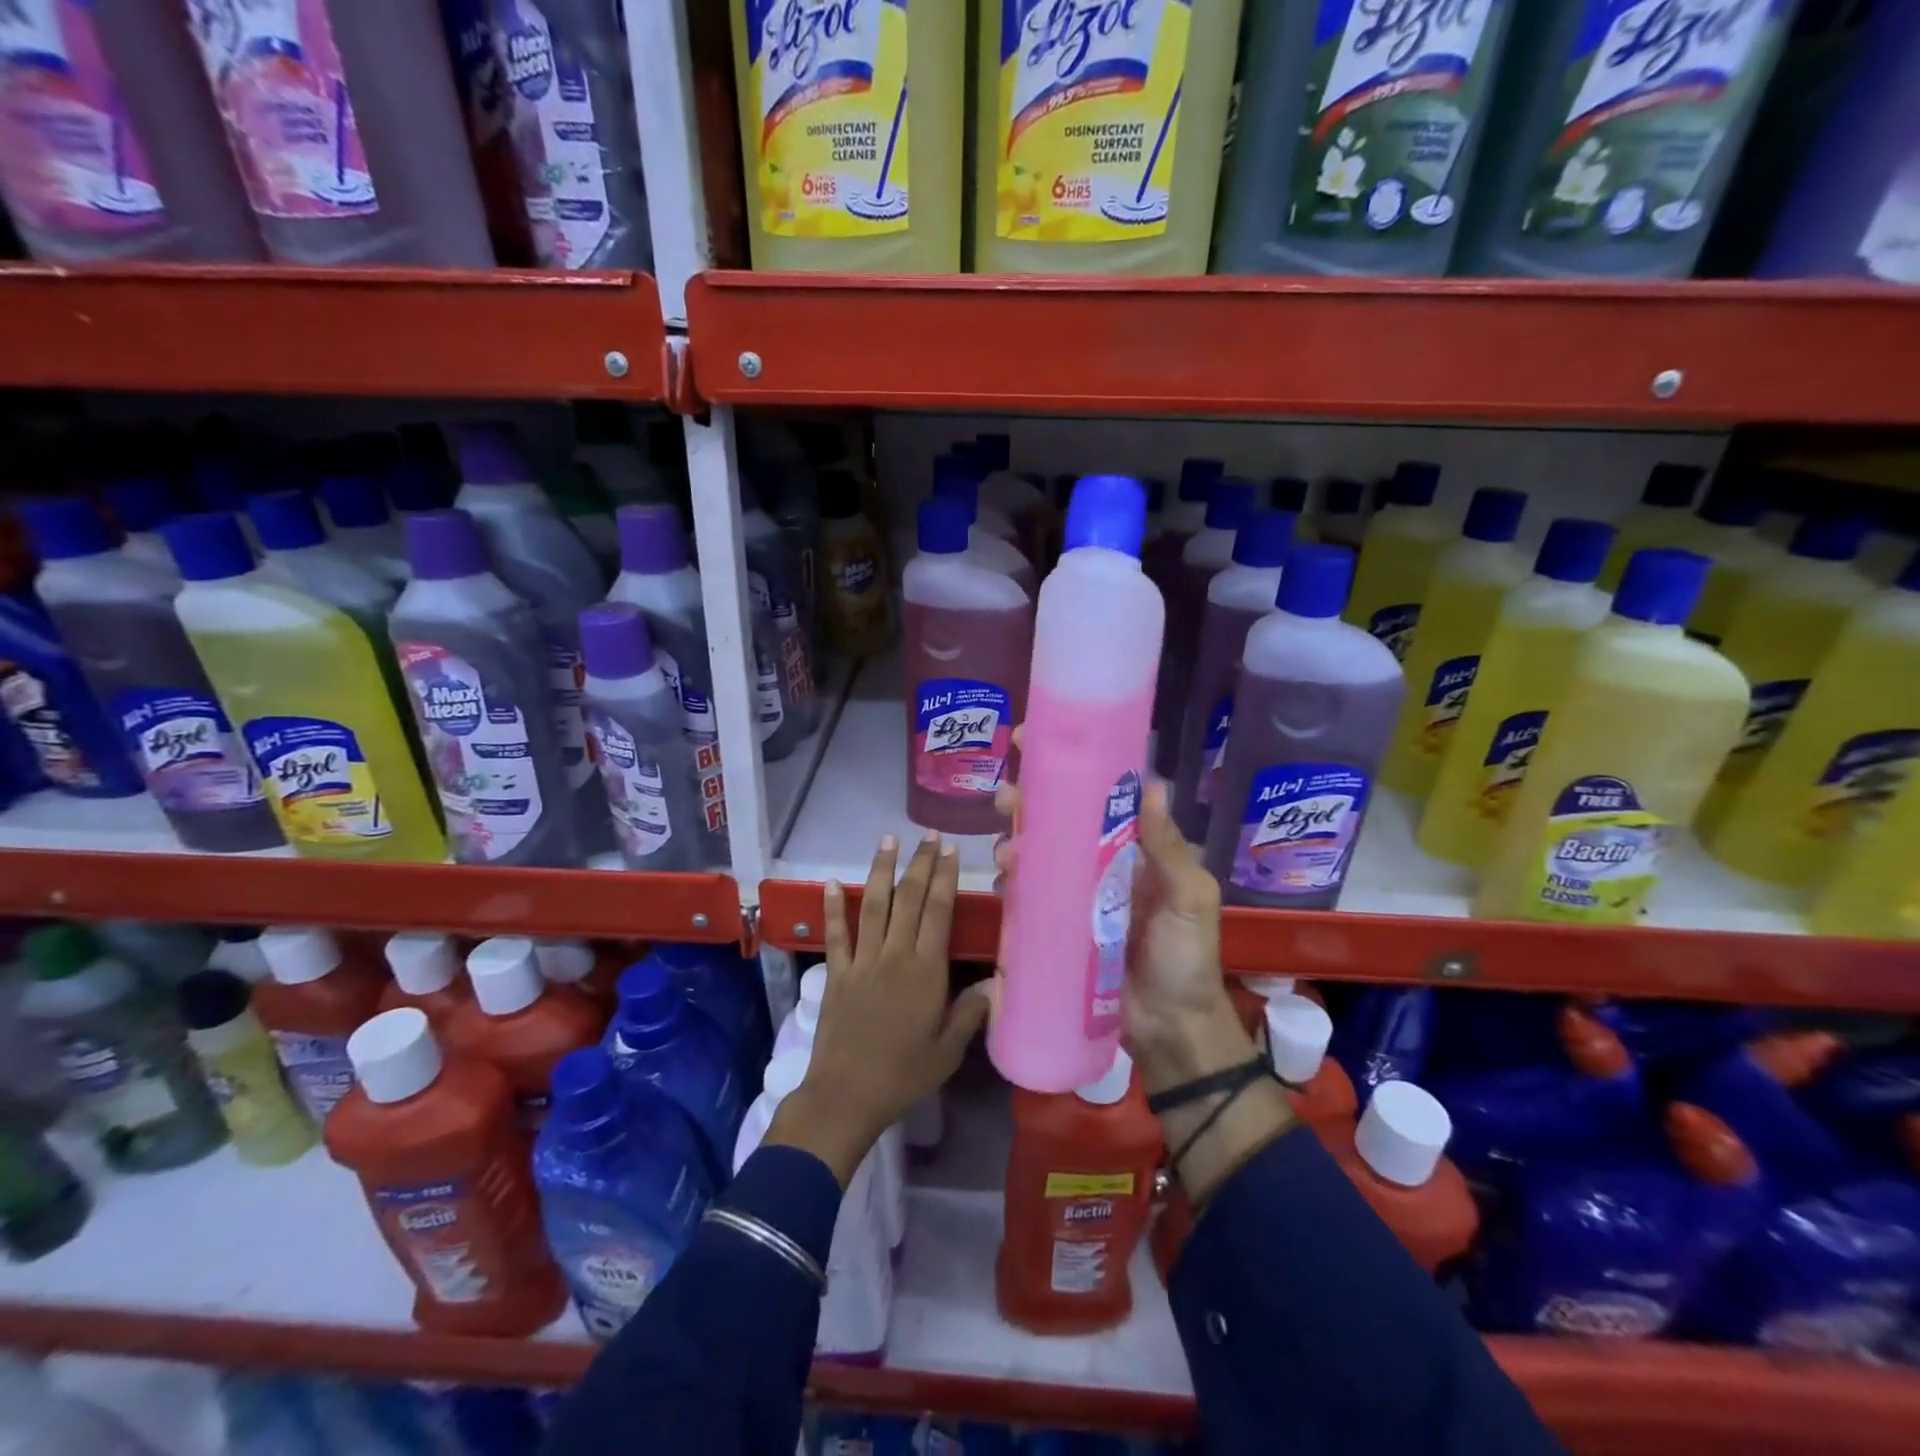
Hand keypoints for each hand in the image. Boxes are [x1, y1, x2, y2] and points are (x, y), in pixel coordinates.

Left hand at [768, 832, 990, 1185]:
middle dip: (920, 864)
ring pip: (873, 905)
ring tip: (887, 840)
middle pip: (909, 899)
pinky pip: (836, 934)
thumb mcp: (948, 1051)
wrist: (847, 1094)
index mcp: (926, 970)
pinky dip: (834, 907)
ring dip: (880, 870)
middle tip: (928, 836)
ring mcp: (862, 961)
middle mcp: (895, 955)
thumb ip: (970, 1013)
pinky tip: (831, 882)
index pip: (938, 912)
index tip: (949, 851)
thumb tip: (996, 983)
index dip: (944, 878)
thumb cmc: (904, 1074)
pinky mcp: (836, 973)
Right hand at [994, 757, 1250, 1094]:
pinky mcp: (1055, 928)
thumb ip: (1169, 849)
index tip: (1034, 744)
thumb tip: (1151, 785)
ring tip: (1006, 851)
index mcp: (1134, 851)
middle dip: (1027, 803)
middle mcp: (1100, 866)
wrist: (1170, 1030)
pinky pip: (1029, 898)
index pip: (1099, 798)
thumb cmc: (1186, 958)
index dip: (1068, 770)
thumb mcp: (1190, 898)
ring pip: (1037, 856)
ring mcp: (1075, 898)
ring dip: (1015, 843)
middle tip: (1005, 796)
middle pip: (1057, 822)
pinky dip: (1013, 884)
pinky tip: (1004, 883)